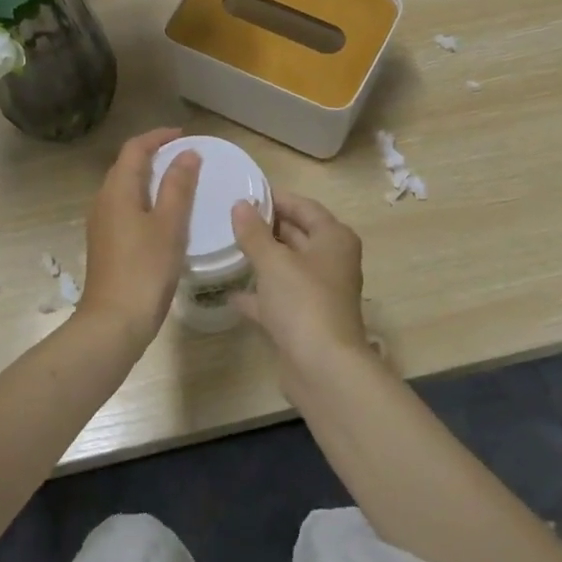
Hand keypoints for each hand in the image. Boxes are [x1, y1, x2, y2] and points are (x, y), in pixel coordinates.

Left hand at [78, 129, 198, 343]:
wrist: (114, 322)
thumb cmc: (144, 269)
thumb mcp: (169, 225)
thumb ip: (178, 186)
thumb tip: (187, 153)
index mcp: (117, 190)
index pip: (134, 149)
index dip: (157, 137)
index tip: (184, 135)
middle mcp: (104, 201)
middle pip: (126, 166)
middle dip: (154, 155)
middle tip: (185, 156)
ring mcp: (102, 224)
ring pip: (126, 188)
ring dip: (150, 178)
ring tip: (180, 182)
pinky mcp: (106, 244)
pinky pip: (126, 208)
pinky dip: (146, 200)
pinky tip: (165, 216)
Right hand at [229, 192, 367, 370]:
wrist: (323, 369)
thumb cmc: (303, 302)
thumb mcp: (273, 261)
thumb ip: (254, 233)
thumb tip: (240, 205)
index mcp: (334, 239)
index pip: (304, 207)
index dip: (276, 198)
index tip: (245, 193)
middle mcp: (331, 262)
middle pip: (297, 235)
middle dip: (266, 227)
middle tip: (230, 218)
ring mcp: (319, 293)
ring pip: (287, 267)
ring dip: (262, 259)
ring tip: (227, 247)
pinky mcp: (305, 321)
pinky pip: (279, 298)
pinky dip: (259, 294)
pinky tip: (231, 293)